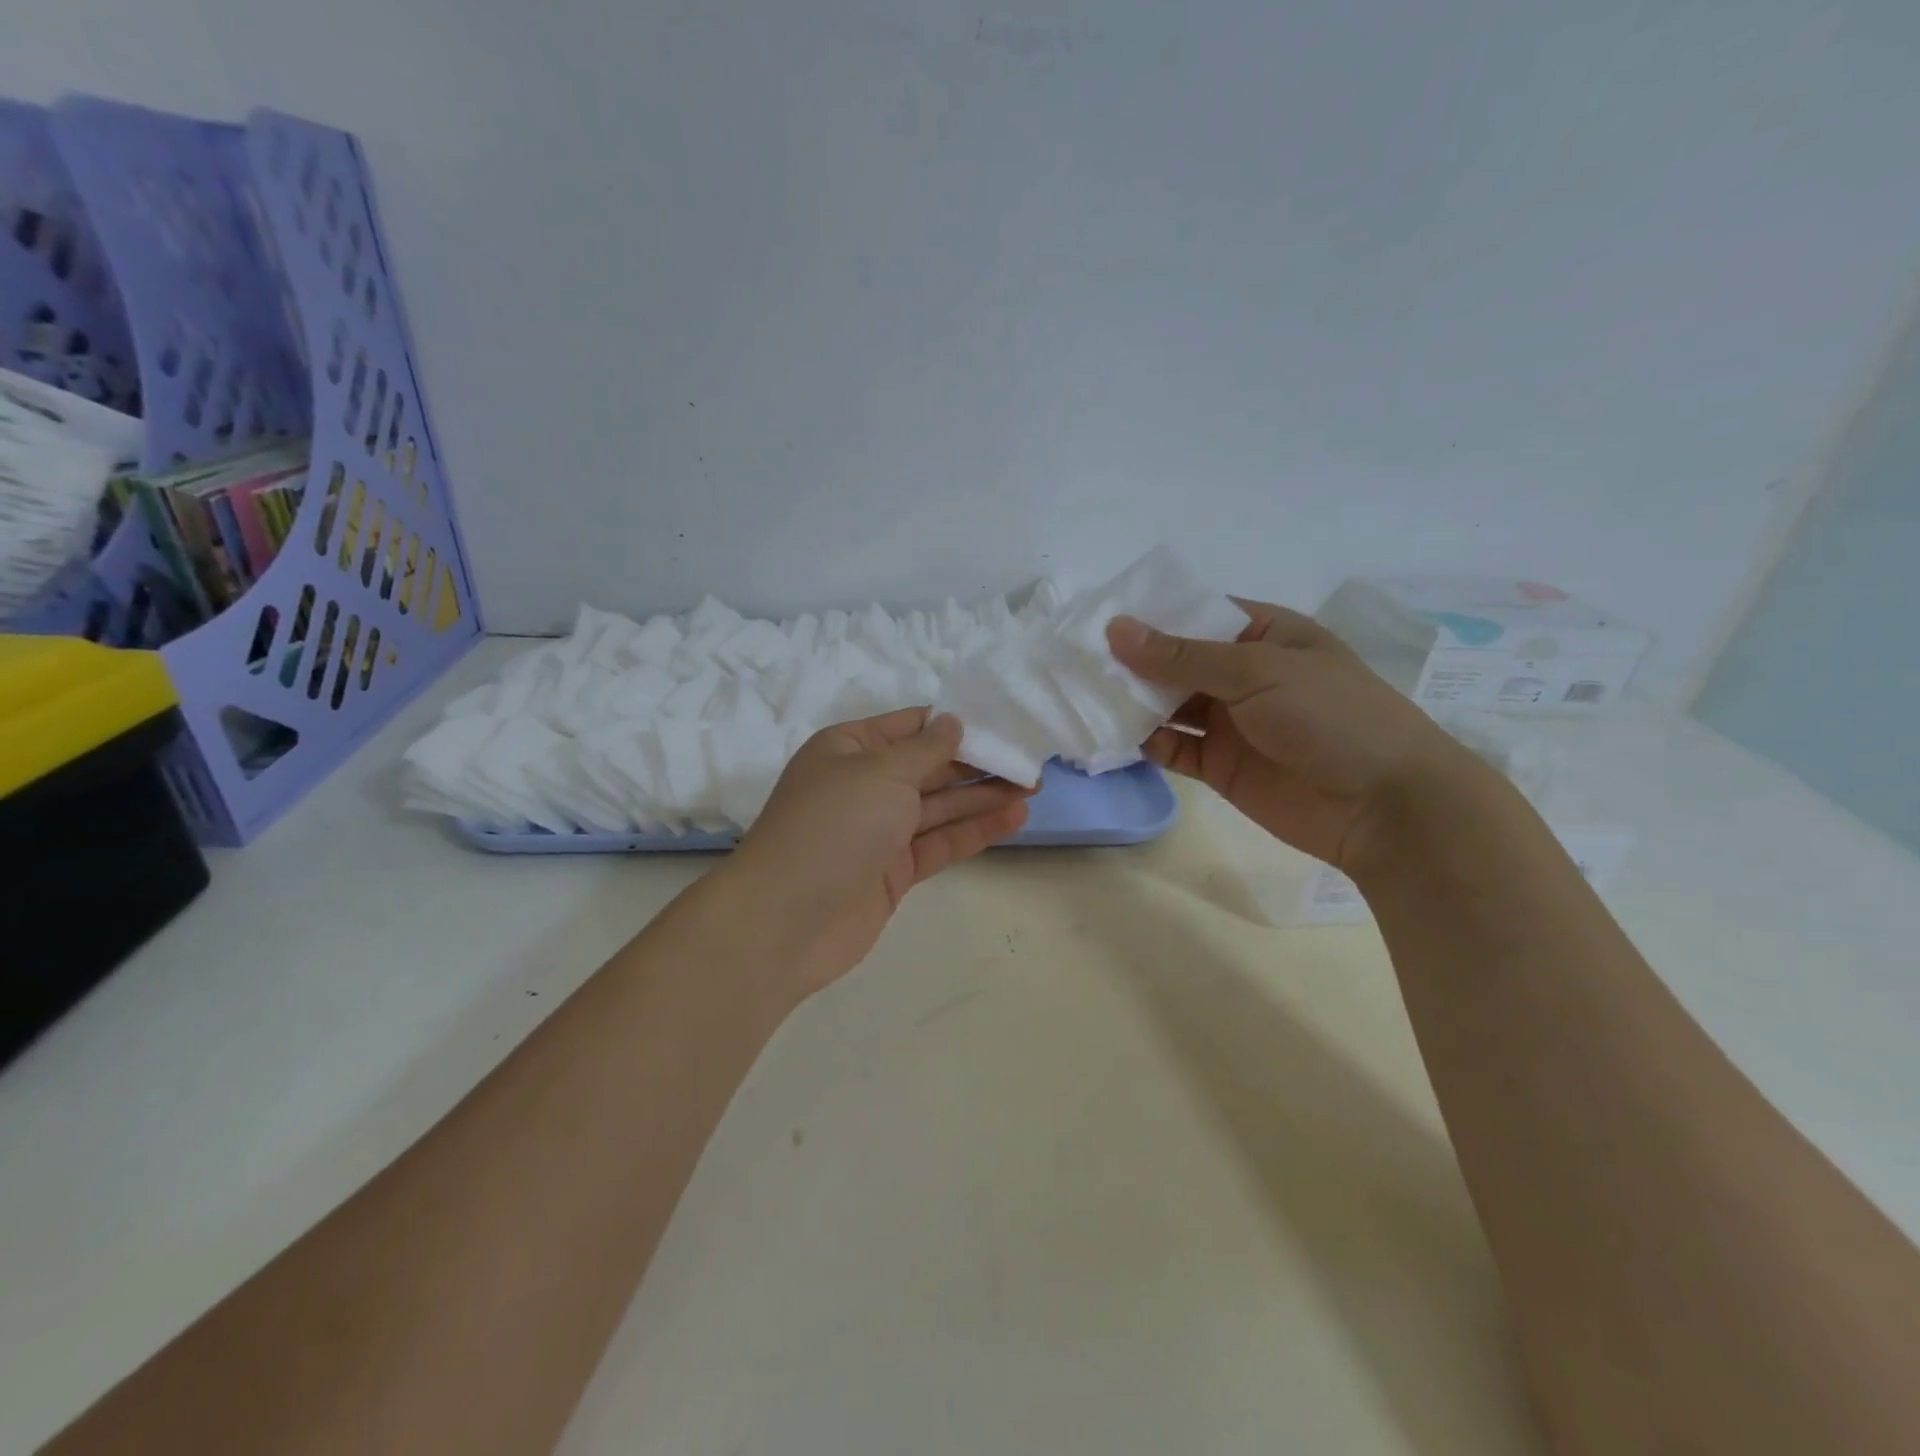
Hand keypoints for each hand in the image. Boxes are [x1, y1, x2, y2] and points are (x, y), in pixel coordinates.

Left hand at [724, 708, 1030, 997]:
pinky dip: (975, 830)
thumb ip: (925, 749)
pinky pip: (940, 842)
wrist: (786, 920)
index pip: (911, 727)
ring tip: (1033, 787)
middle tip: (1029, 762)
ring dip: (983, 796)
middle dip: (978, 763)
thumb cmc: (832, 826)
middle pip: (930, 767)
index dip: (956, 725)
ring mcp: (880, 830)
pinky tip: (1013, 818)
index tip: (1002, 725)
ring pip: (940, 806)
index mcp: (850, 748)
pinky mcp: (894, 870)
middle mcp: (865, 784)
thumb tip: (952, 722)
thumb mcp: (881, 772)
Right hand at [1107, 602, 1479, 875]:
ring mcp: (1229, 722)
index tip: (1096, 618)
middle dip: (1131, 661)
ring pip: (1168, 705)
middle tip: (1074, 659)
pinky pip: (1172, 747)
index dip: (1150, 615)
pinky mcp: (1219, 766)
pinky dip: (1143, 742)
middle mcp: (1242, 674)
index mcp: (1263, 634)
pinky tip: (1108, 735)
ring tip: (1081, 694)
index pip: (1196, 614)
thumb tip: (1115, 630)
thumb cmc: (1330, 716)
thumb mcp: (1257, 671)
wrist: (1382, 807)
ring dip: (1131, 702)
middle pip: (1175, 661)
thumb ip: (1182, 656)